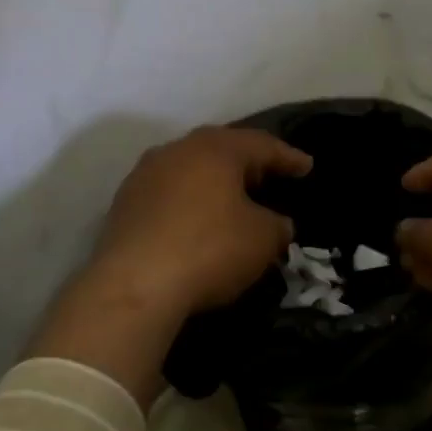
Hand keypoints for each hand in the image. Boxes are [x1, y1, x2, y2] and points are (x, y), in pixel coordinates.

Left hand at [88, 127, 311, 317]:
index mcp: (216, 148)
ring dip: (215, 183)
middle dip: (249, 164)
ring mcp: (145, 175)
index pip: (263, 145)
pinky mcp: (124, 204)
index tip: (307, 167)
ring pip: (191, 170)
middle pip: (222, 150)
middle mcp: (177, 150)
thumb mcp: (263, 239)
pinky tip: (199, 221)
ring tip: (234, 200)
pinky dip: (190, 202)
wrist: (135, 285)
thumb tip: (276, 223)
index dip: (288, 157)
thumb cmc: (210, 249)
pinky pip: (170, 194)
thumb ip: (278, 224)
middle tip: (271, 178)